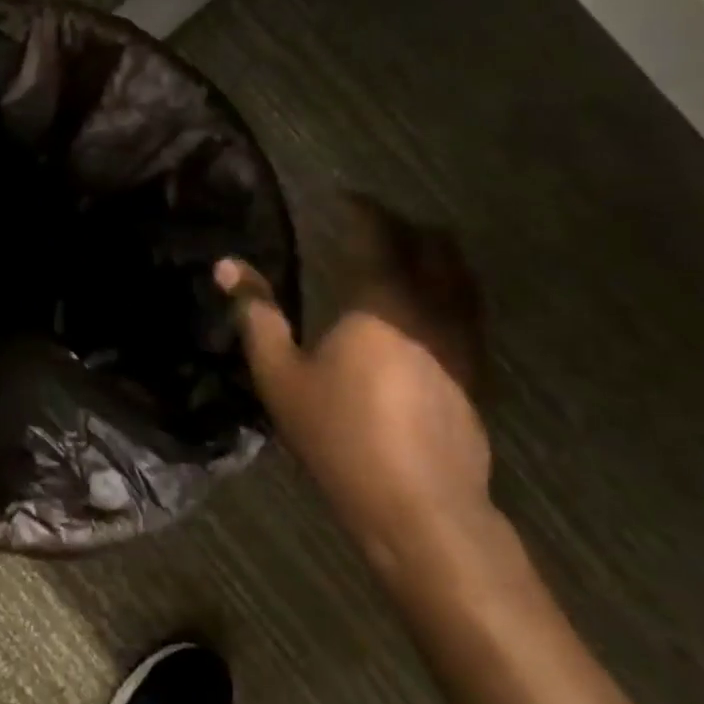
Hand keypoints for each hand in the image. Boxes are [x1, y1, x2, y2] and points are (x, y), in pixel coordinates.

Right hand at [217, 196, 491, 577]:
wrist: (418, 506)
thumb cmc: (340, 435)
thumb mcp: (280, 375)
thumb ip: (256, 314)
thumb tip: (227, 266)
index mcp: (379, 303)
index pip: (377, 236)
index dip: (363, 210)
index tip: (345, 197)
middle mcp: (428, 310)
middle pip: (431, 247)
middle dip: (406, 226)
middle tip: (378, 221)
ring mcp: (461, 342)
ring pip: (459, 277)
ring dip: (437, 254)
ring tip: (413, 248)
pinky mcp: (476, 372)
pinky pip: (468, 310)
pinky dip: (452, 289)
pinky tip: (433, 304)